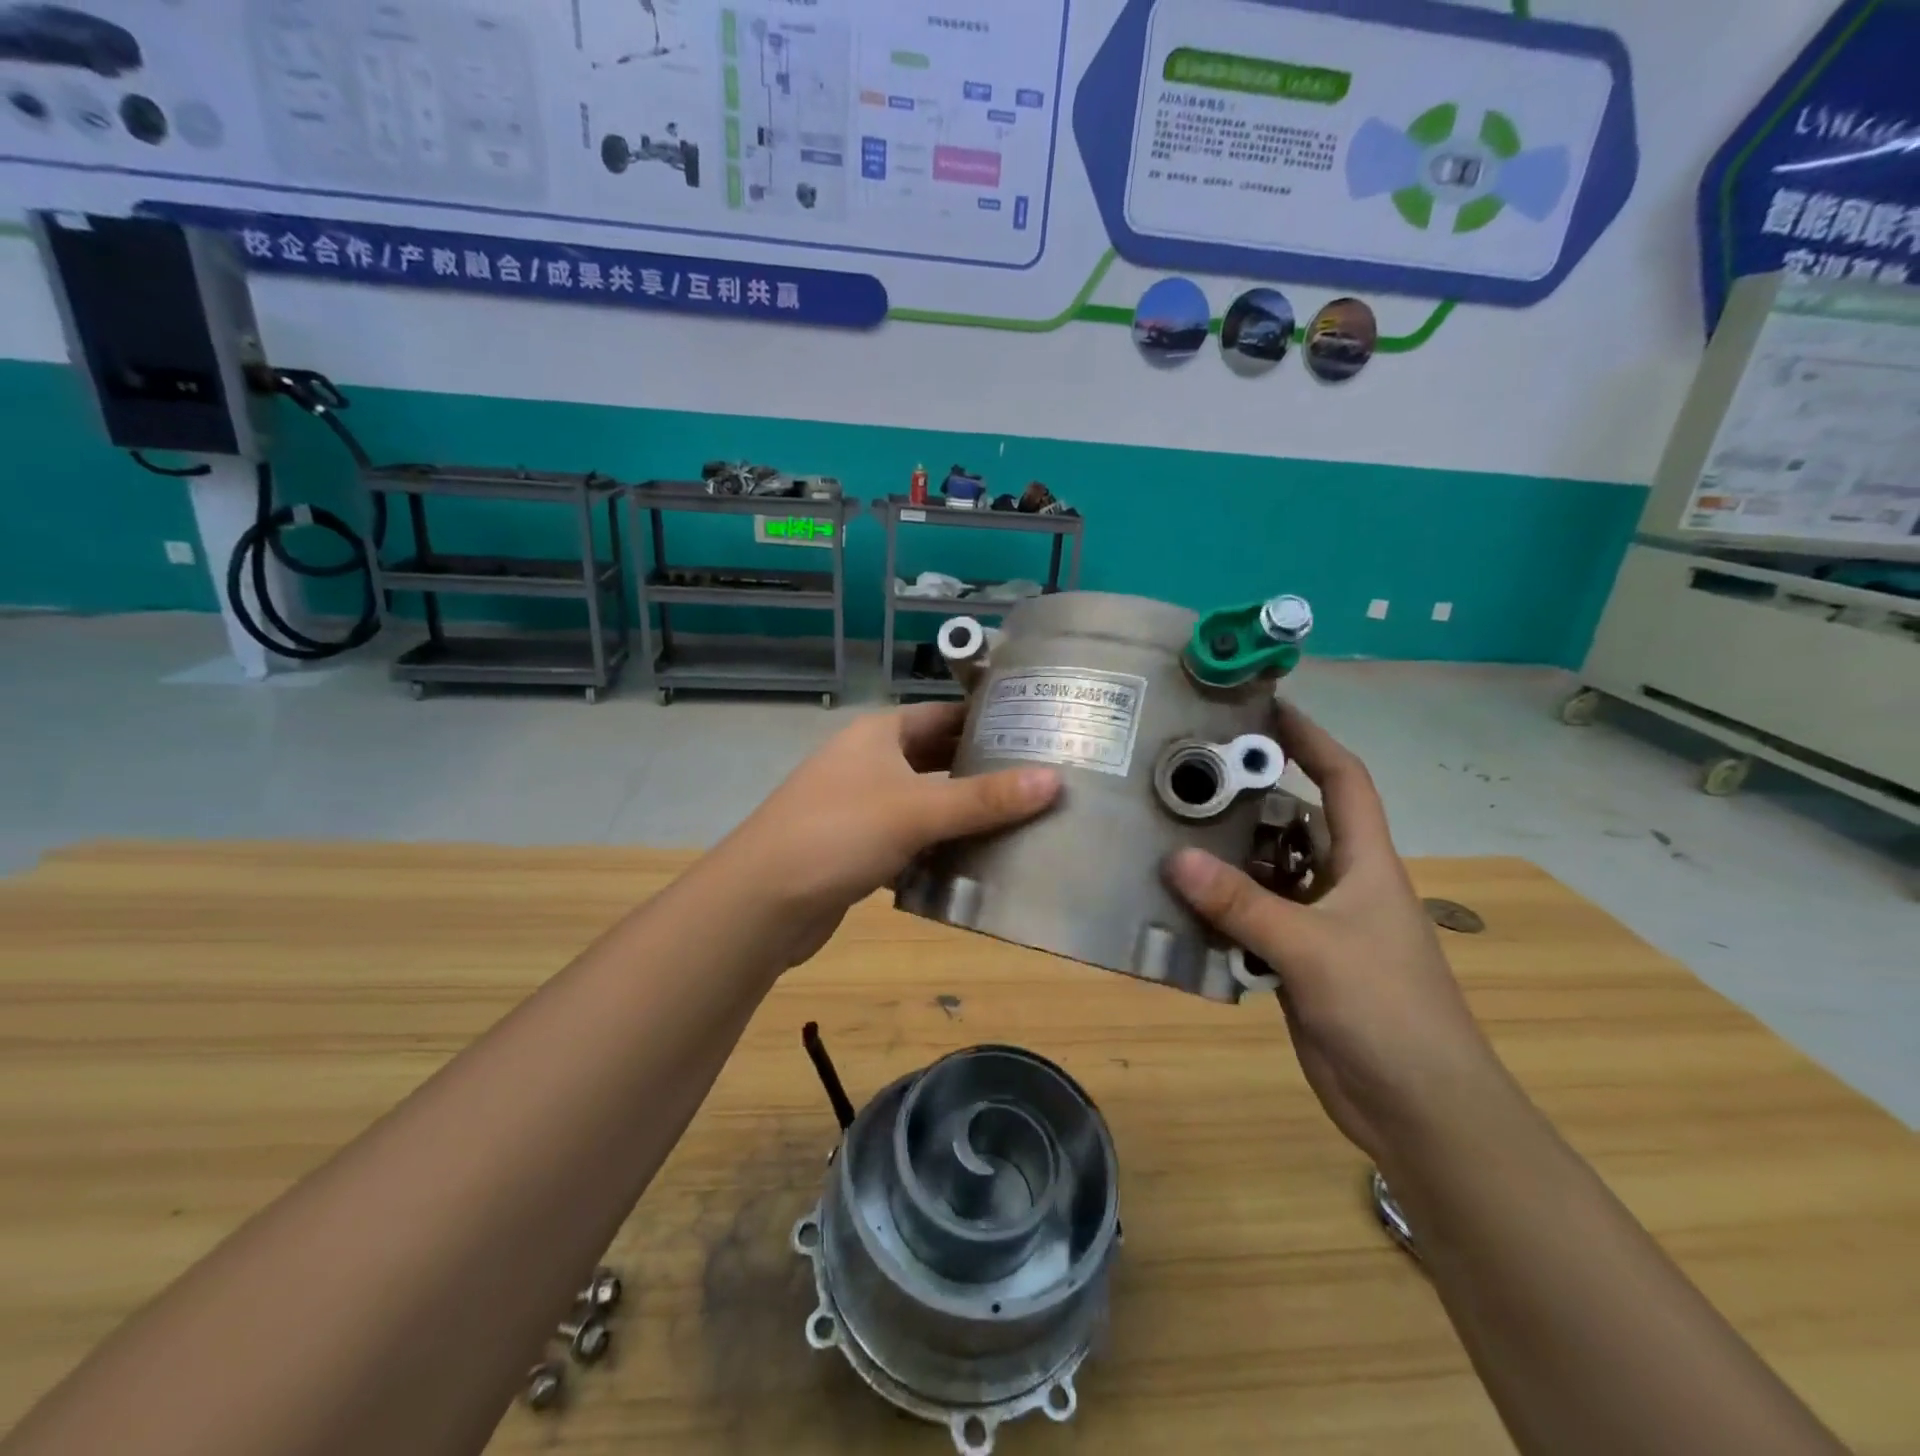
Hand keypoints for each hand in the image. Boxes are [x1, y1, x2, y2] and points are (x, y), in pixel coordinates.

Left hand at [718, 703, 1059, 965]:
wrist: (761, 902)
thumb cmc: (838, 833)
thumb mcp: (916, 810)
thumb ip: (985, 798)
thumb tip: (1055, 780)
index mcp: (879, 734)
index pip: (943, 714)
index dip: (987, 720)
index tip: (1037, 732)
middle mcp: (868, 762)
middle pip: (936, 759)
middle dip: (981, 770)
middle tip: (1040, 781)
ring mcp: (859, 807)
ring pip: (924, 803)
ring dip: (963, 814)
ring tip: (1022, 822)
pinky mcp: (856, 849)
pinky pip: (909, 840)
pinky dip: (938, 849)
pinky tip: (975, 864)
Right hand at [1165, 701, 1507, 1165]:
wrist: (1419, 1109)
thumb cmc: (1386, 1010)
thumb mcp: (1312, 948)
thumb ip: (1243, 904)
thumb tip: (1174, 858)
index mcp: (1365, 863)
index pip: (1344, 780)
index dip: (1311, 739)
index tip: (1265, 709)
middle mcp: (1341, 883)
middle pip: (1294, 822)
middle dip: (1250, 796)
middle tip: (1188, 774)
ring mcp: (1318, 924)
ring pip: (1266, 873)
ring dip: (1226, 856)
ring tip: (1168, 830)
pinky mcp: (1296, 961)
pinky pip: (1251, 919)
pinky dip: (1220, 908)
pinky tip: (1178, 901)